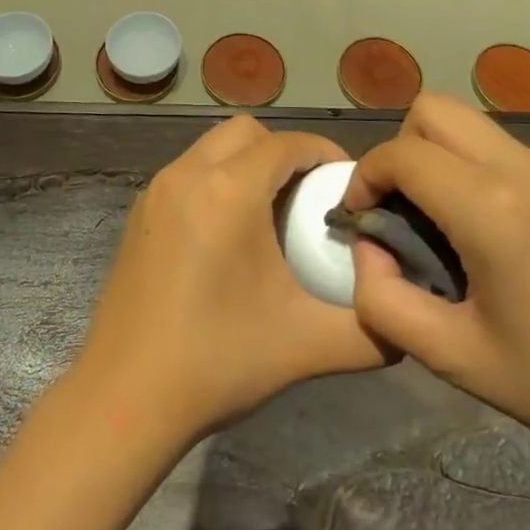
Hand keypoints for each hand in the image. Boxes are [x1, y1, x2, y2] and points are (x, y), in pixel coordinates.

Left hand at [74, 116, 387, 443]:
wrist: (124, 398)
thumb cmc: (217, 361)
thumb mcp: (306, 345)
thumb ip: (371, 330)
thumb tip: (404, 319)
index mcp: (228, 191)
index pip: (287, 143)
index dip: (324, 153)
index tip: (348, 184)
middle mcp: (187, 174)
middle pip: (246, 132)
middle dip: (284, 151)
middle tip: (309, 196)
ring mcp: (156, 191)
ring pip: (211, 148)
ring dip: (246, 163)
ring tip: (272, 212)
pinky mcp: (138, 213)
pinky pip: (187, 172)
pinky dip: (216, 180)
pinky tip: (228, 234)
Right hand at [345, 92, 529, 483]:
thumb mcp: (458, 359)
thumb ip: (385, 302)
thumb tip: (369, 251)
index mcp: (492, 209)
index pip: (402, 154)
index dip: (365, 176)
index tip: (362, 218)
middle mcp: (527, 170)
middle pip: (436, 109)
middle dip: (402, 148)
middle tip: (405, 209)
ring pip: (477, 129)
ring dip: (445, 160)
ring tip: (455, 229)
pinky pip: (516, 156)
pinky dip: (487, 176)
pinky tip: (511, 242)